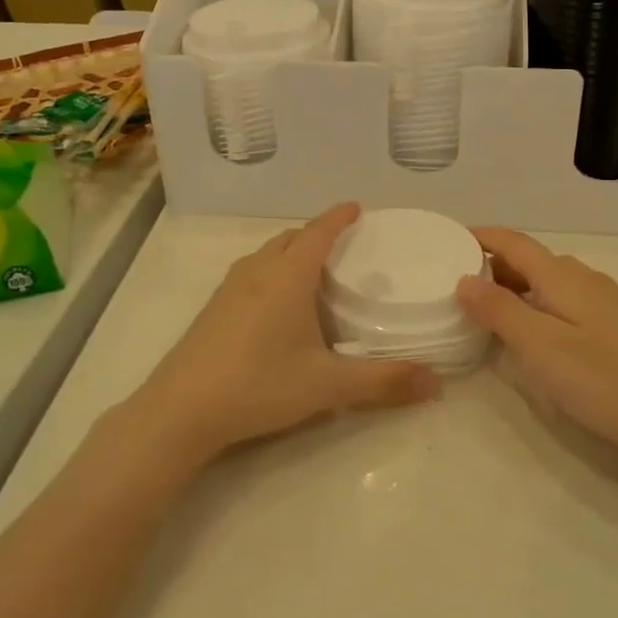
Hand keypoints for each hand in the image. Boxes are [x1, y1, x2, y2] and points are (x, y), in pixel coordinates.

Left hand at [121, 204, 439, 471]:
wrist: (180, 411)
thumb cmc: (259, 384)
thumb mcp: (327, 385)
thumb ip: (383, 381)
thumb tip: (437, 383)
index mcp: (287, 276)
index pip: (318, 232)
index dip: (339, 217)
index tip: (357, 207)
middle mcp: (257, 272)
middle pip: (290, 239)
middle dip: (316, 235)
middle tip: (343, 248)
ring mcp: (229, 289)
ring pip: (266, 256)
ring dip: (290, 253)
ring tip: (313, 274)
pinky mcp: (212, 310)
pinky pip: (250, 274)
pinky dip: (271, 273)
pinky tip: (276, 308)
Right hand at [457, 228, 617, 467]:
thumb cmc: (604, 379)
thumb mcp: (541, 346)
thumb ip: (500, 310)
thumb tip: (463, 279)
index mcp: (563, 275)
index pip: (513, 242)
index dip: (480, 237)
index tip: (446, 240)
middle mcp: (582, 278)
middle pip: (528, 260)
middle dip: (490, 265)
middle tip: (452, 284)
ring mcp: (601, 302)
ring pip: (545, 282)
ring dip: (511, 287)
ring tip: (481, 309)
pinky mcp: (611, 326)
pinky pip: (560, 302)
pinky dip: (533, 305)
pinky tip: (526, 333)